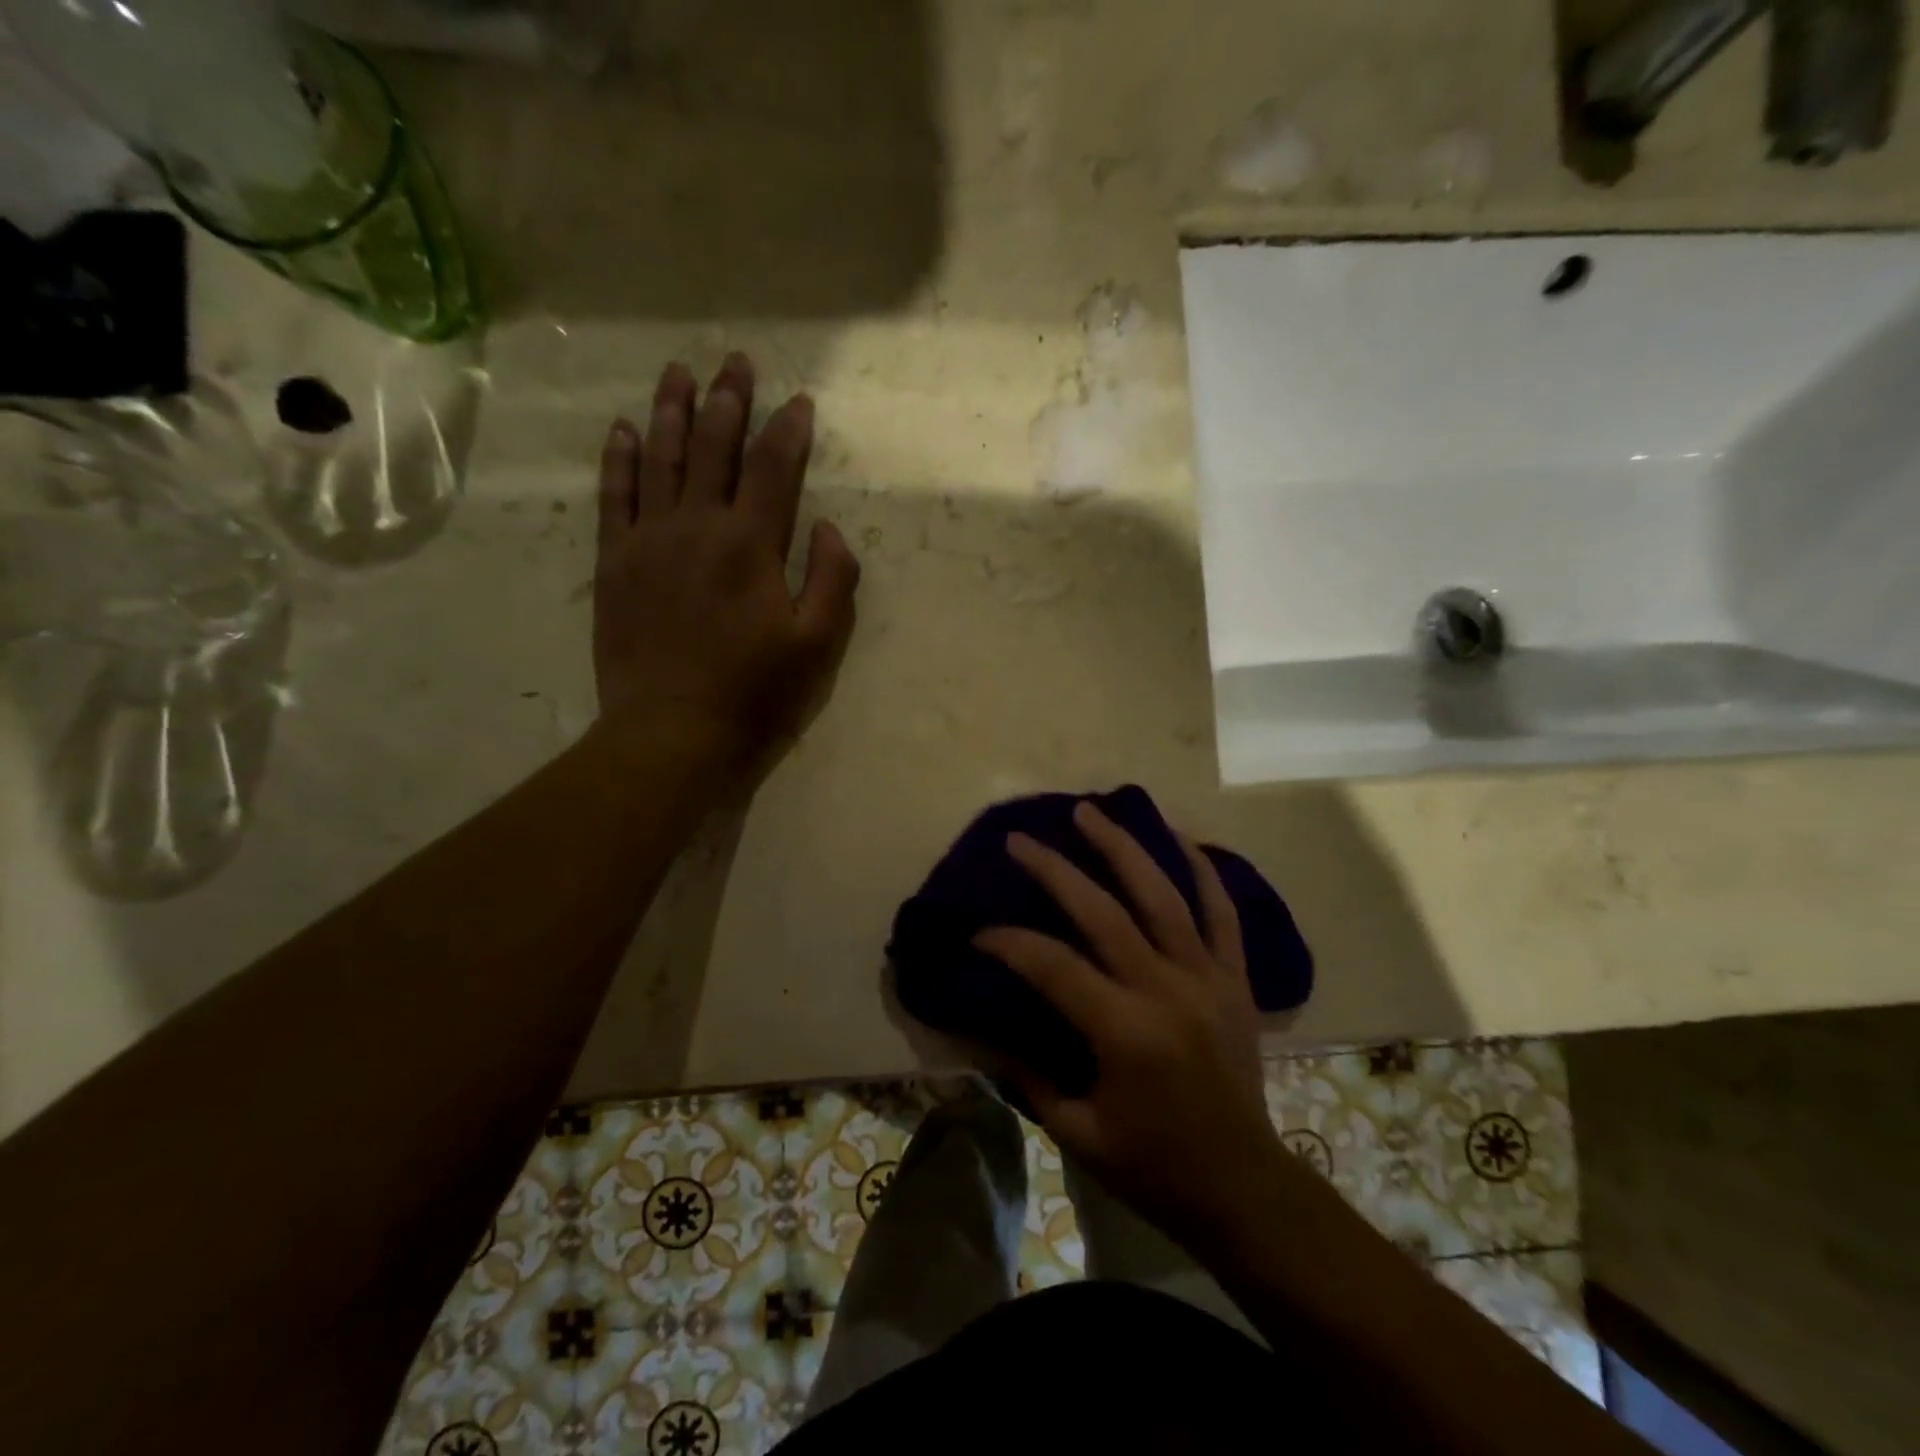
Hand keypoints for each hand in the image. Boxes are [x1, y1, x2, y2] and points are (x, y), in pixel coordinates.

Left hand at [593, 353, 859, 768]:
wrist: (670, 730)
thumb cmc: (752, 692)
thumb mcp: (816, 645)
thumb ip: (832, 579)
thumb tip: (826, 527)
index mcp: (751, 544)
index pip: (774, 468)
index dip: (788, 429)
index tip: (799, 400)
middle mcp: (698, 526)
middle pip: (714, 447)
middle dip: (729, 400)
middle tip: (735, 360)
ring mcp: (649, 540)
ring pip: (661, 458)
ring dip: (672, 410)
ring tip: (679, 371)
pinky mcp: (614, 562)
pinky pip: (614, 495)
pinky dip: (620, 458)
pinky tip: (624, 428)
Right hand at [975, 802, 1284, 1248]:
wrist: (1245, 1188)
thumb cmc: (1156, 1168)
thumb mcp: (1078, 1132)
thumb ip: (1029, 1075)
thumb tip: (986, 1028)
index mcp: (1125, 1032)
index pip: (1053, 966)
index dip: (1009, 943)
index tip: (979, 933)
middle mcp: (1167, 991)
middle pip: (1104, 912)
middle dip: (1054, 871)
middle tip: (1020, 840)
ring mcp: (1207, 978)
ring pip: (1163, 895)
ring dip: (1123, 848)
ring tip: (1089, 812)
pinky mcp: (1236, 979)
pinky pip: (1224, 913)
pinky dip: (1205, 870)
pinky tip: (1181, 836)